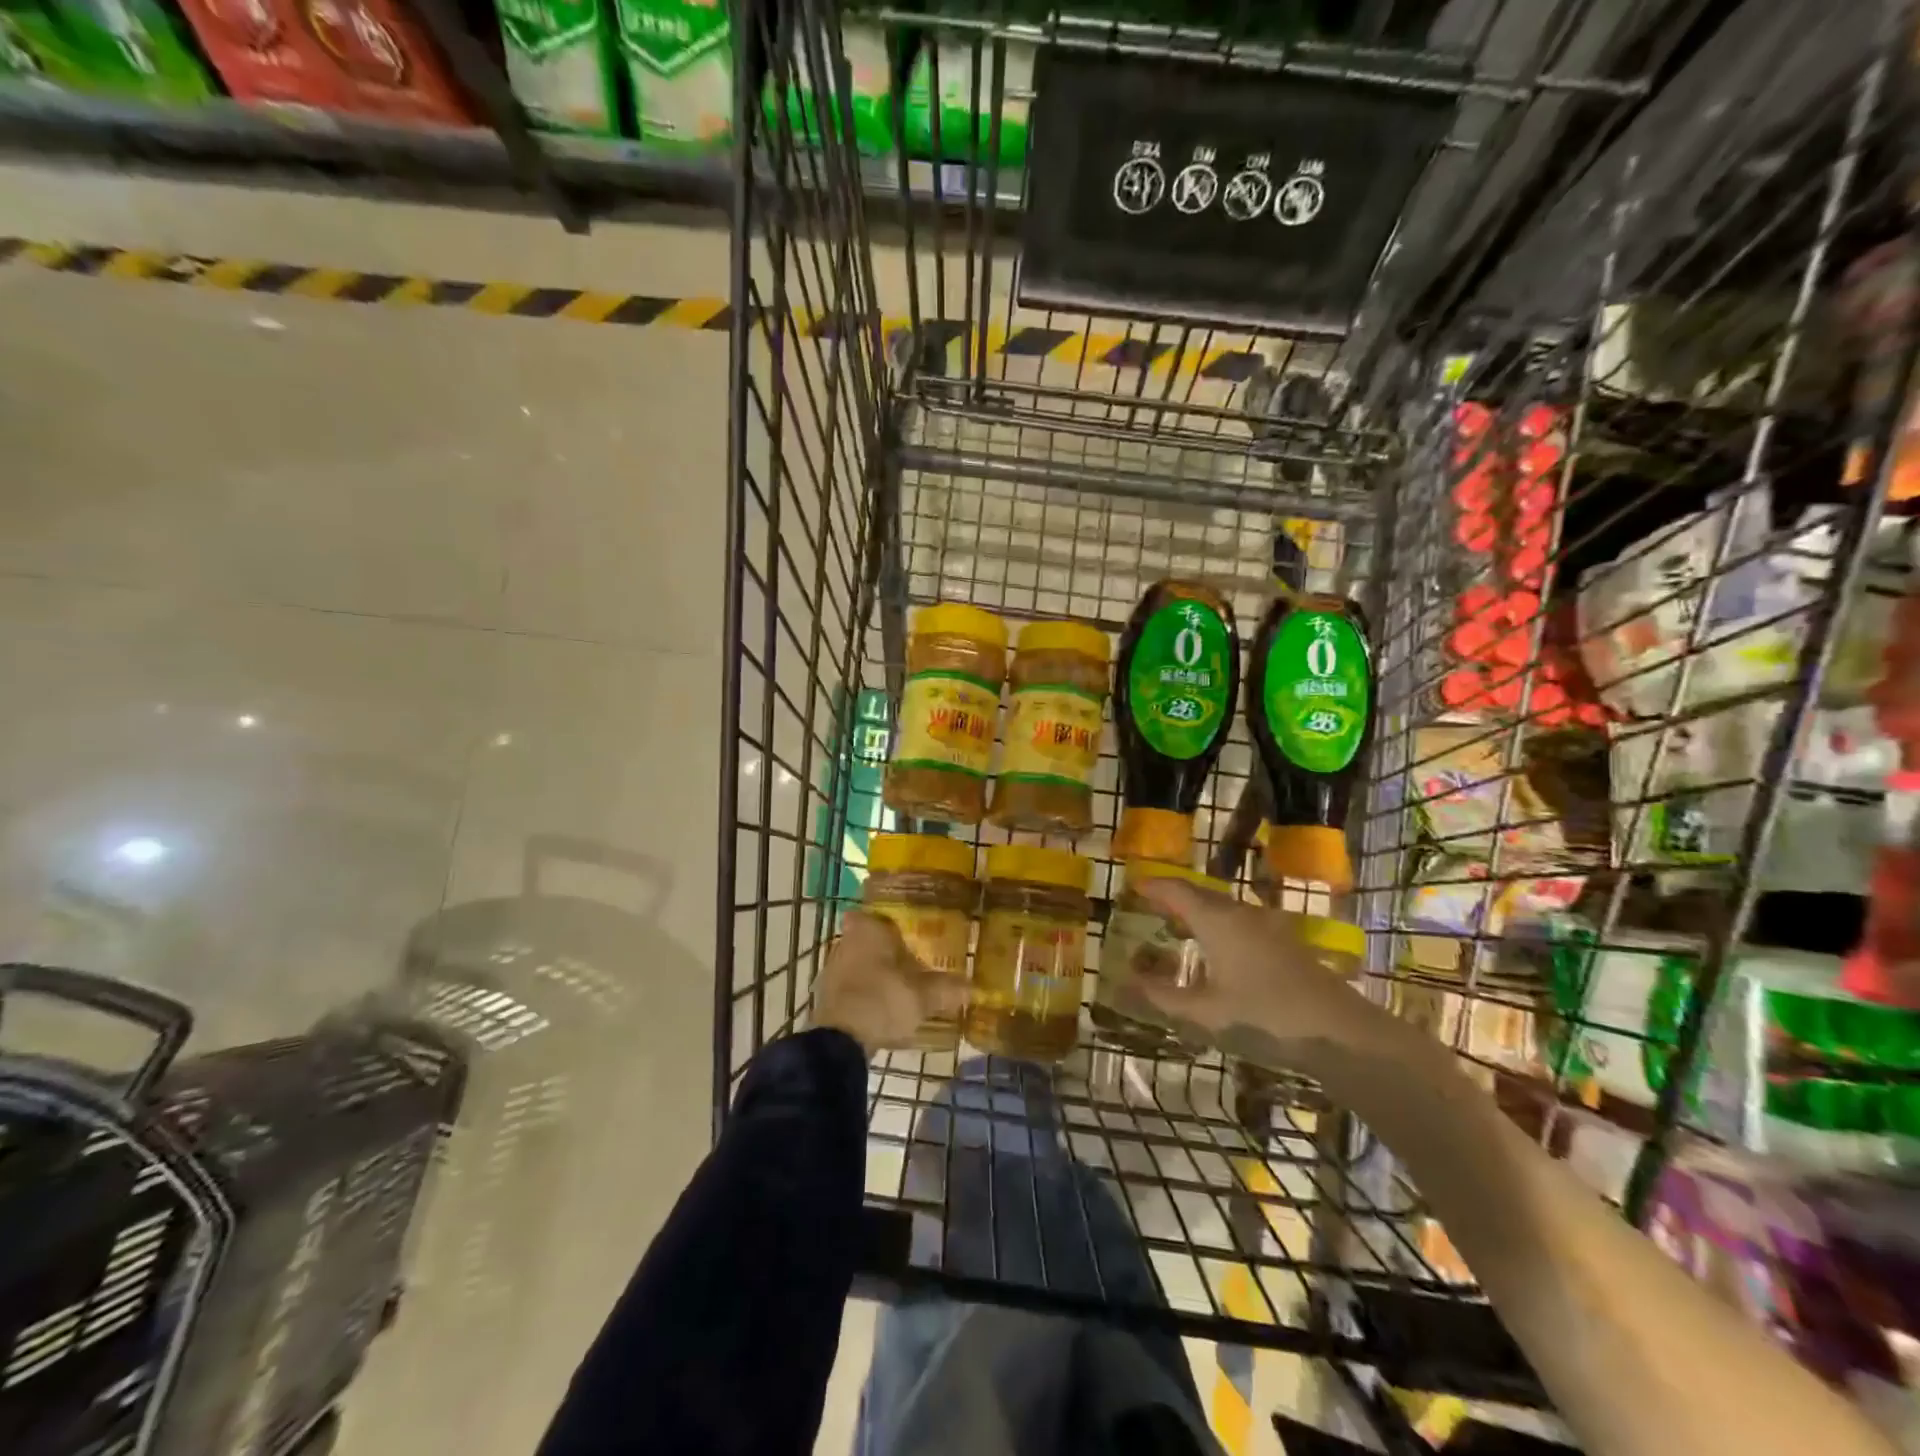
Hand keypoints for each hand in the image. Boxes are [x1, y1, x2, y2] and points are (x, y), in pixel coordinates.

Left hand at [812, 911, 968, 1055]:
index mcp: (867, 930)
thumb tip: (970, 986)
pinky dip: (864, 994)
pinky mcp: (825, 997)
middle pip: (866, 939)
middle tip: (910, 961)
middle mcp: (845, 942)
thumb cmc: (883, 1000)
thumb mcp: (923, 996)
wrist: (839, 1041)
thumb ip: (946, 988)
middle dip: (885, 950)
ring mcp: (831, 970)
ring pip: (857, 963)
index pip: (873, 914)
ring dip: (874, 973)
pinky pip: (850, 987)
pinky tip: (881, 1009)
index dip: (886, 921)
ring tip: (899, 988)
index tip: (904, 931)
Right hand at [1129, 880, 1385, 1072]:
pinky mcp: (1284, 943)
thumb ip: (1163, 997)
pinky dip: (1216, 926)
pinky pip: (1239, 922)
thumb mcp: (1206, 1013)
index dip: (1153, 886)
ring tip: (1175, 929)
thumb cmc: (1265, 1016)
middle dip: (1171, 898)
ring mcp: (1267, 926)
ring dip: (1196, 913)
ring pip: (1222, 908)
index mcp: (1217, 920)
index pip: (1176, 890)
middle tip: (1147, 907)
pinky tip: (1215, 951)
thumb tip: (1125, 983)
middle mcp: (1241, 913)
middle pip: (1199, 895)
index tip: (1132, 886)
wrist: (1340, 1032)